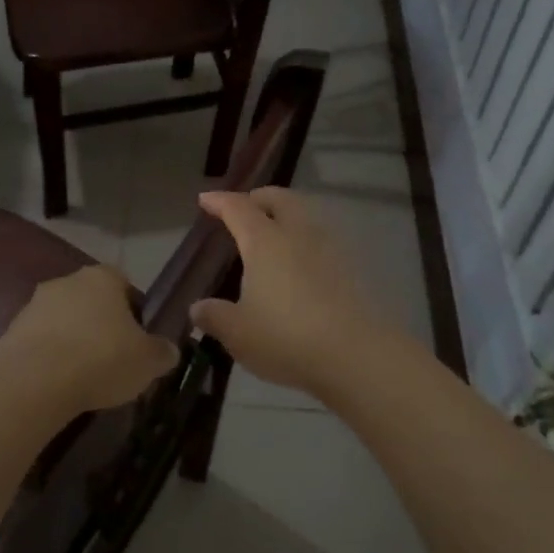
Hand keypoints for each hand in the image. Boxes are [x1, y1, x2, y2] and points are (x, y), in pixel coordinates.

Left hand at [0, 264, 178, 415]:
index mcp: (102, 278)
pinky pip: (37, 344)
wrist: (33, 383)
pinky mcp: (9, 333)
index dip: (133, 310)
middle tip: (112, 359)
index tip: (137, 339)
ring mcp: (33, 306)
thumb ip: (162, 352)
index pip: (123, 283)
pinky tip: (56, 386)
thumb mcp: (148, 361)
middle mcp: (66, 282)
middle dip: (100, 325)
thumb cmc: (101, 359)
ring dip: (71, 341)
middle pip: (90, 301)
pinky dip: (47, 360)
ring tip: (83, 378)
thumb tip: (170, 350)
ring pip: (61, 321)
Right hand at [190, 187, 410, 400]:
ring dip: (286, 217)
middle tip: (244, 209)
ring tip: (272, 238)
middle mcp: (297, 234)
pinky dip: (304, 242)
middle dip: (259, 198)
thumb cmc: (286, 337)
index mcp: (264, 241)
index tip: (205, 199)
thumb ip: (215, 316)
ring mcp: (329, 248)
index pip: (238, 208)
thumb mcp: (238, 332)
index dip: (219, 201)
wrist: (355, 354)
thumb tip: (198, 307)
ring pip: (305, 217)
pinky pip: (321, 242)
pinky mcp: (350, 269)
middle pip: (279, 199)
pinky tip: (298, 267)